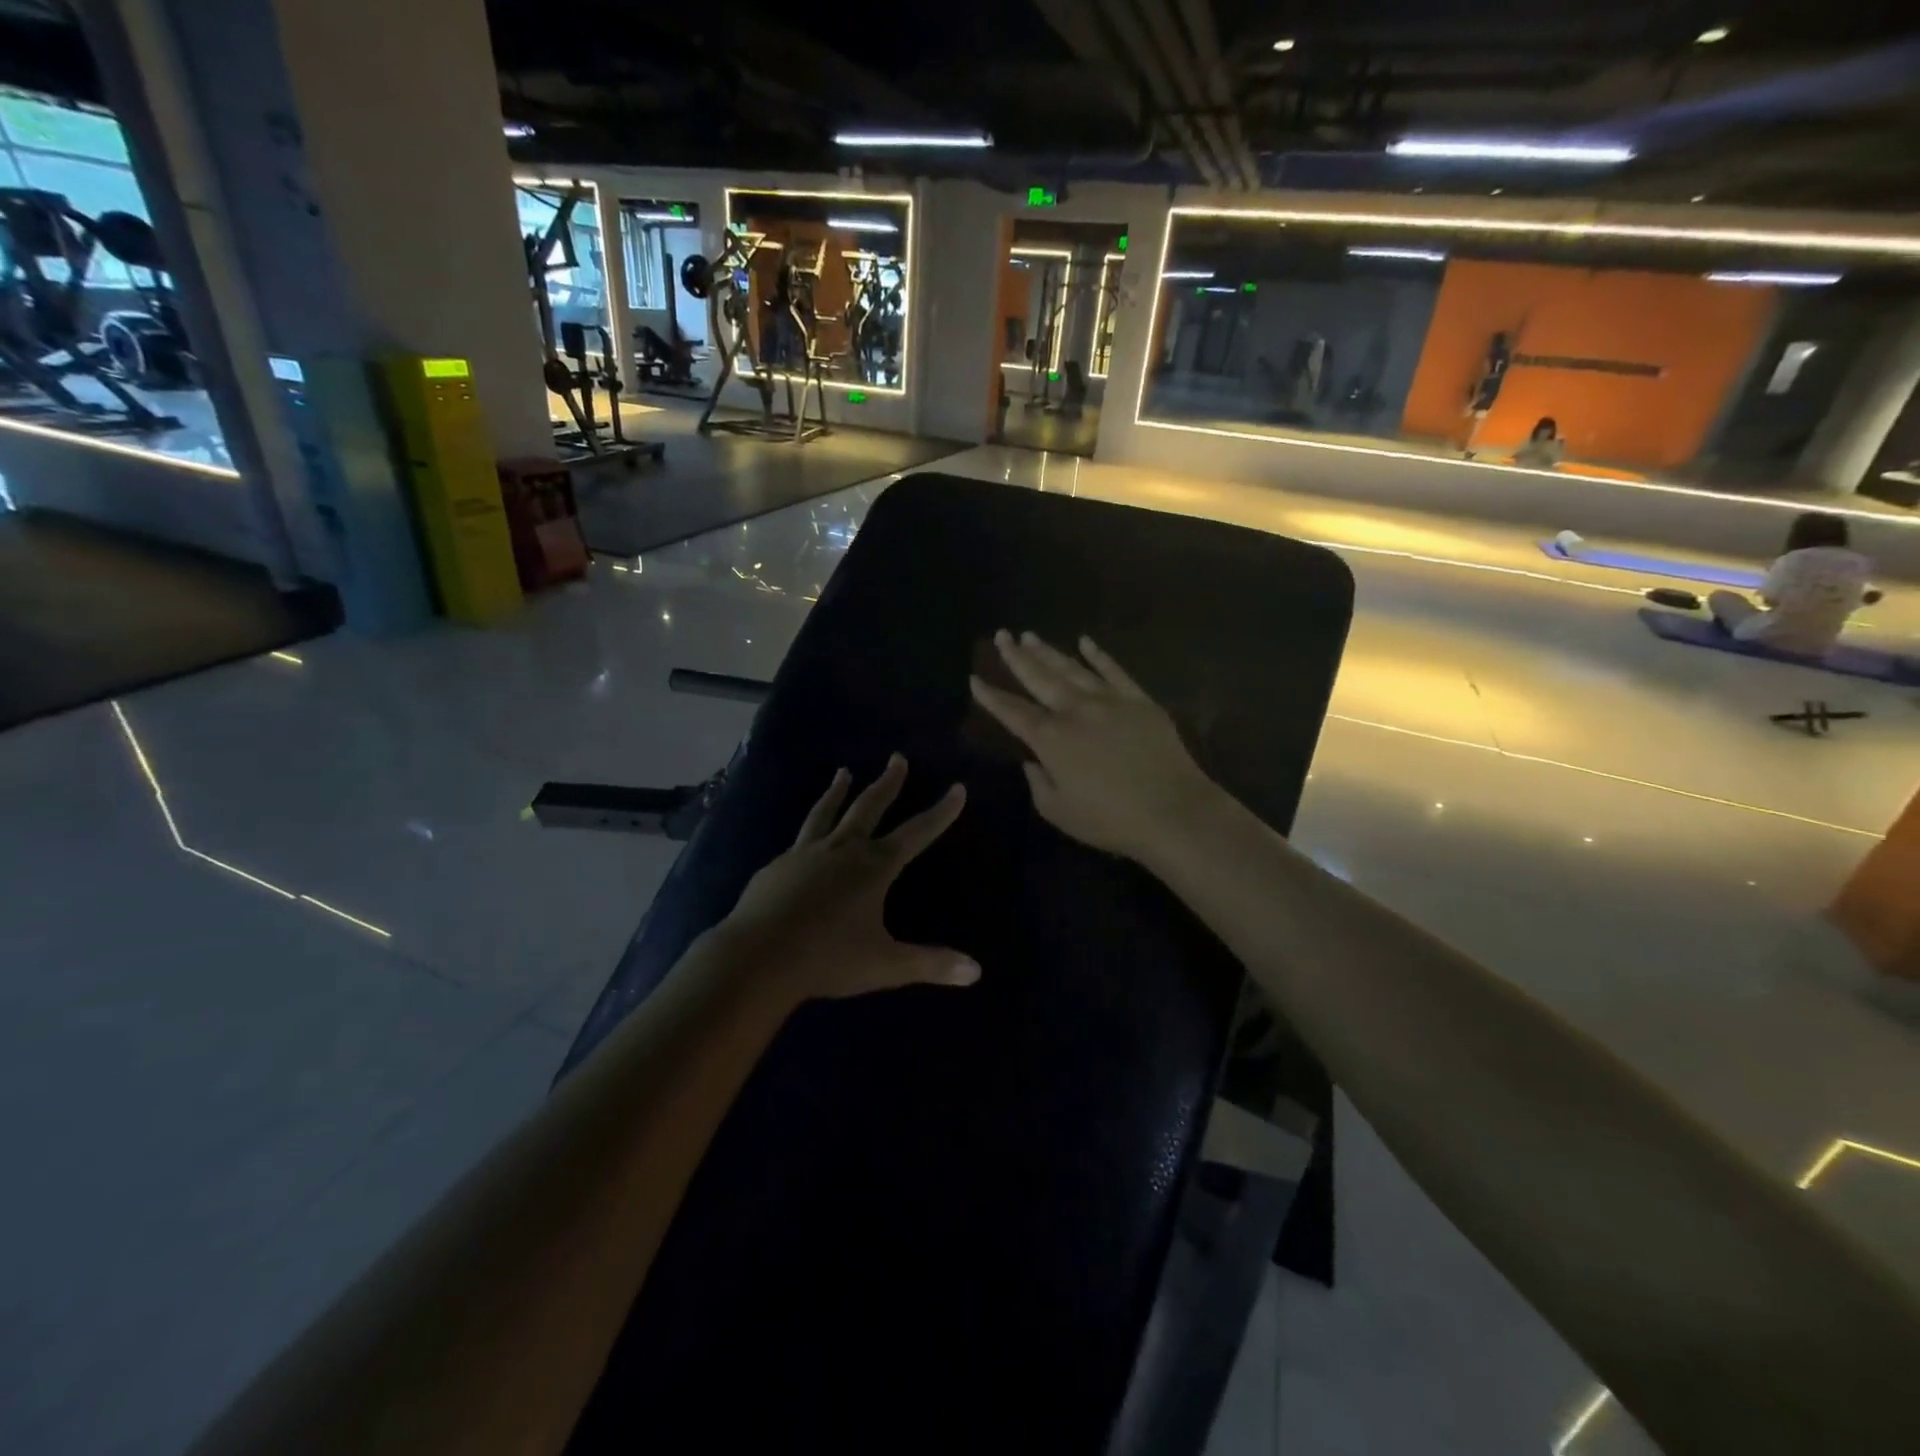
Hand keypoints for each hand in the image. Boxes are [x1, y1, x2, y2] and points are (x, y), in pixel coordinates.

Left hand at [713, 755, 977, 1003]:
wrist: (757, 957)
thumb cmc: (827, 958)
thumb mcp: (885, 965)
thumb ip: (930, 964)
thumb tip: (977, 971)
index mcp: (873, 867)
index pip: (917, 833)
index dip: (940, 812)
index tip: (957, 788)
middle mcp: (842, 850)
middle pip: (869, 807)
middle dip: (888, 783)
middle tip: (897, 758)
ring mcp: (806, 853)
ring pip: (826, 812)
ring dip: (838, 791)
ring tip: (843, 772)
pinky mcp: (777, 865)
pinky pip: (799, 838)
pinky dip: (810, 828)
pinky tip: (807, 836)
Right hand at [970, 630, 1223, 865]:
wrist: (1172, 810)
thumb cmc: (1110, 819)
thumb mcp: (1059, 811)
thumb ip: (1038, 783)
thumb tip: (1032, 762)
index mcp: (1051, 738)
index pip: (1013, 712)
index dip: (991, 696)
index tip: (975, 678)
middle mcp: (1075, 710)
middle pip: (1039, 678)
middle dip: (1016, 657)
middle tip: (1001, 636)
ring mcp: (1109, 700)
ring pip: (1072, 668)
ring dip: (1048, 651)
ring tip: (1030, 636)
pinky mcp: (1139, 700)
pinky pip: (1114, 670)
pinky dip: (1098, 655)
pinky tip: (1085, 641)